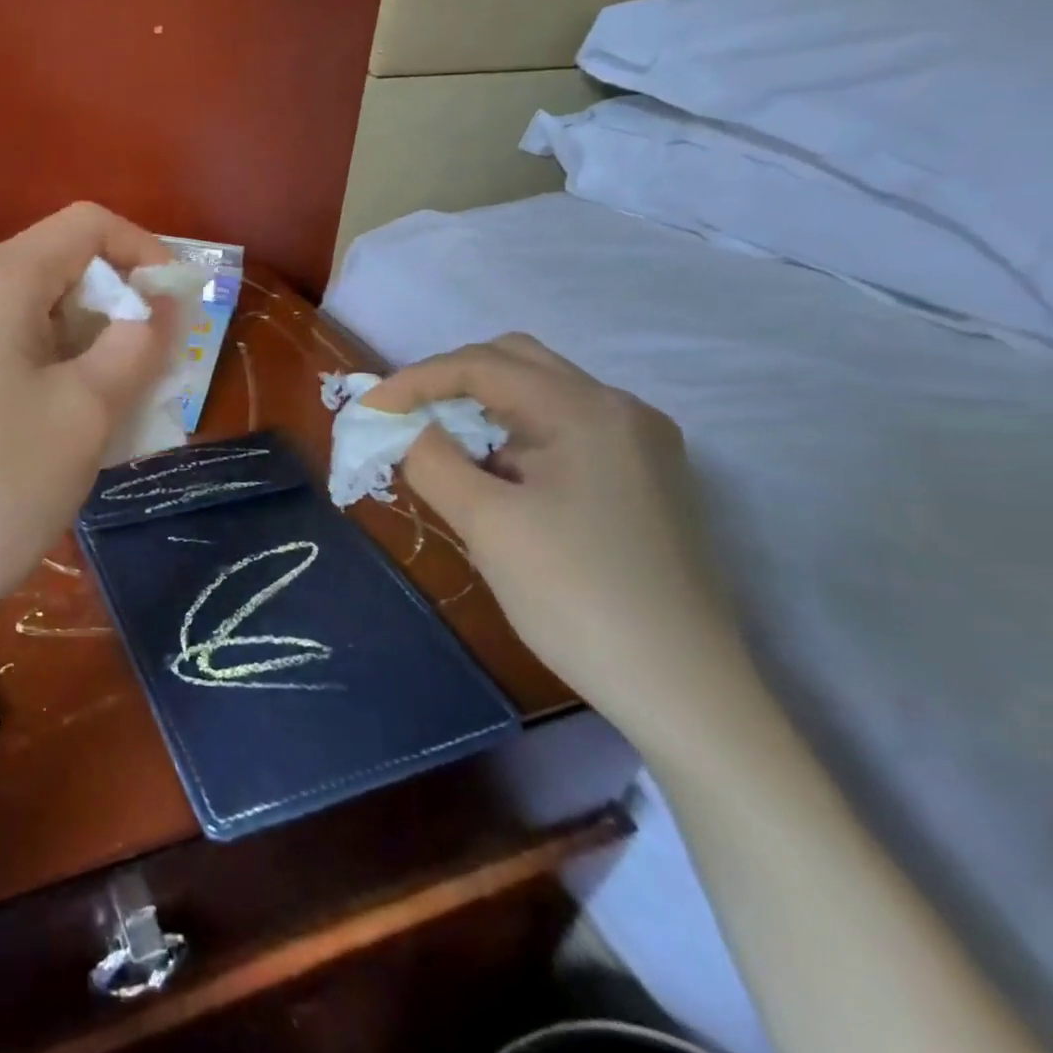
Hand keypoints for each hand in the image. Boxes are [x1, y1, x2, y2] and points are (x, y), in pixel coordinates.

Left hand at [0, 203, 174, 660]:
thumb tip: (160, 305)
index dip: (146, 255)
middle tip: (151, 381)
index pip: (87, 225)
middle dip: (114, 314)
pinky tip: (55, 426)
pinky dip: (39, 368)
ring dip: (80, 349)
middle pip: (55, 270)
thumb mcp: (85, 416)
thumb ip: (136, 345)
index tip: (179, 313)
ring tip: (112, 415)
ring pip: (26, 314)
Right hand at [365, 335, 749, 737]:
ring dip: (483, 410)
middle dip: (451, 382)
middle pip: (517, 363)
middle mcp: (621, 410)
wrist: (683, 689)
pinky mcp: (645, 479)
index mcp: (586, 410)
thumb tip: (409, 432)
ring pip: (542, 396)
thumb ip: (432, 461)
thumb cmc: (576, 596)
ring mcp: (641, 445)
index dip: (414, 380)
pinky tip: (496, 479)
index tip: (368, 411)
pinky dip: (515, 438)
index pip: (482, 365)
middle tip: (405, 418)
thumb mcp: (486, 524)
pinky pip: (564, 431)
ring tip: (442, 450)